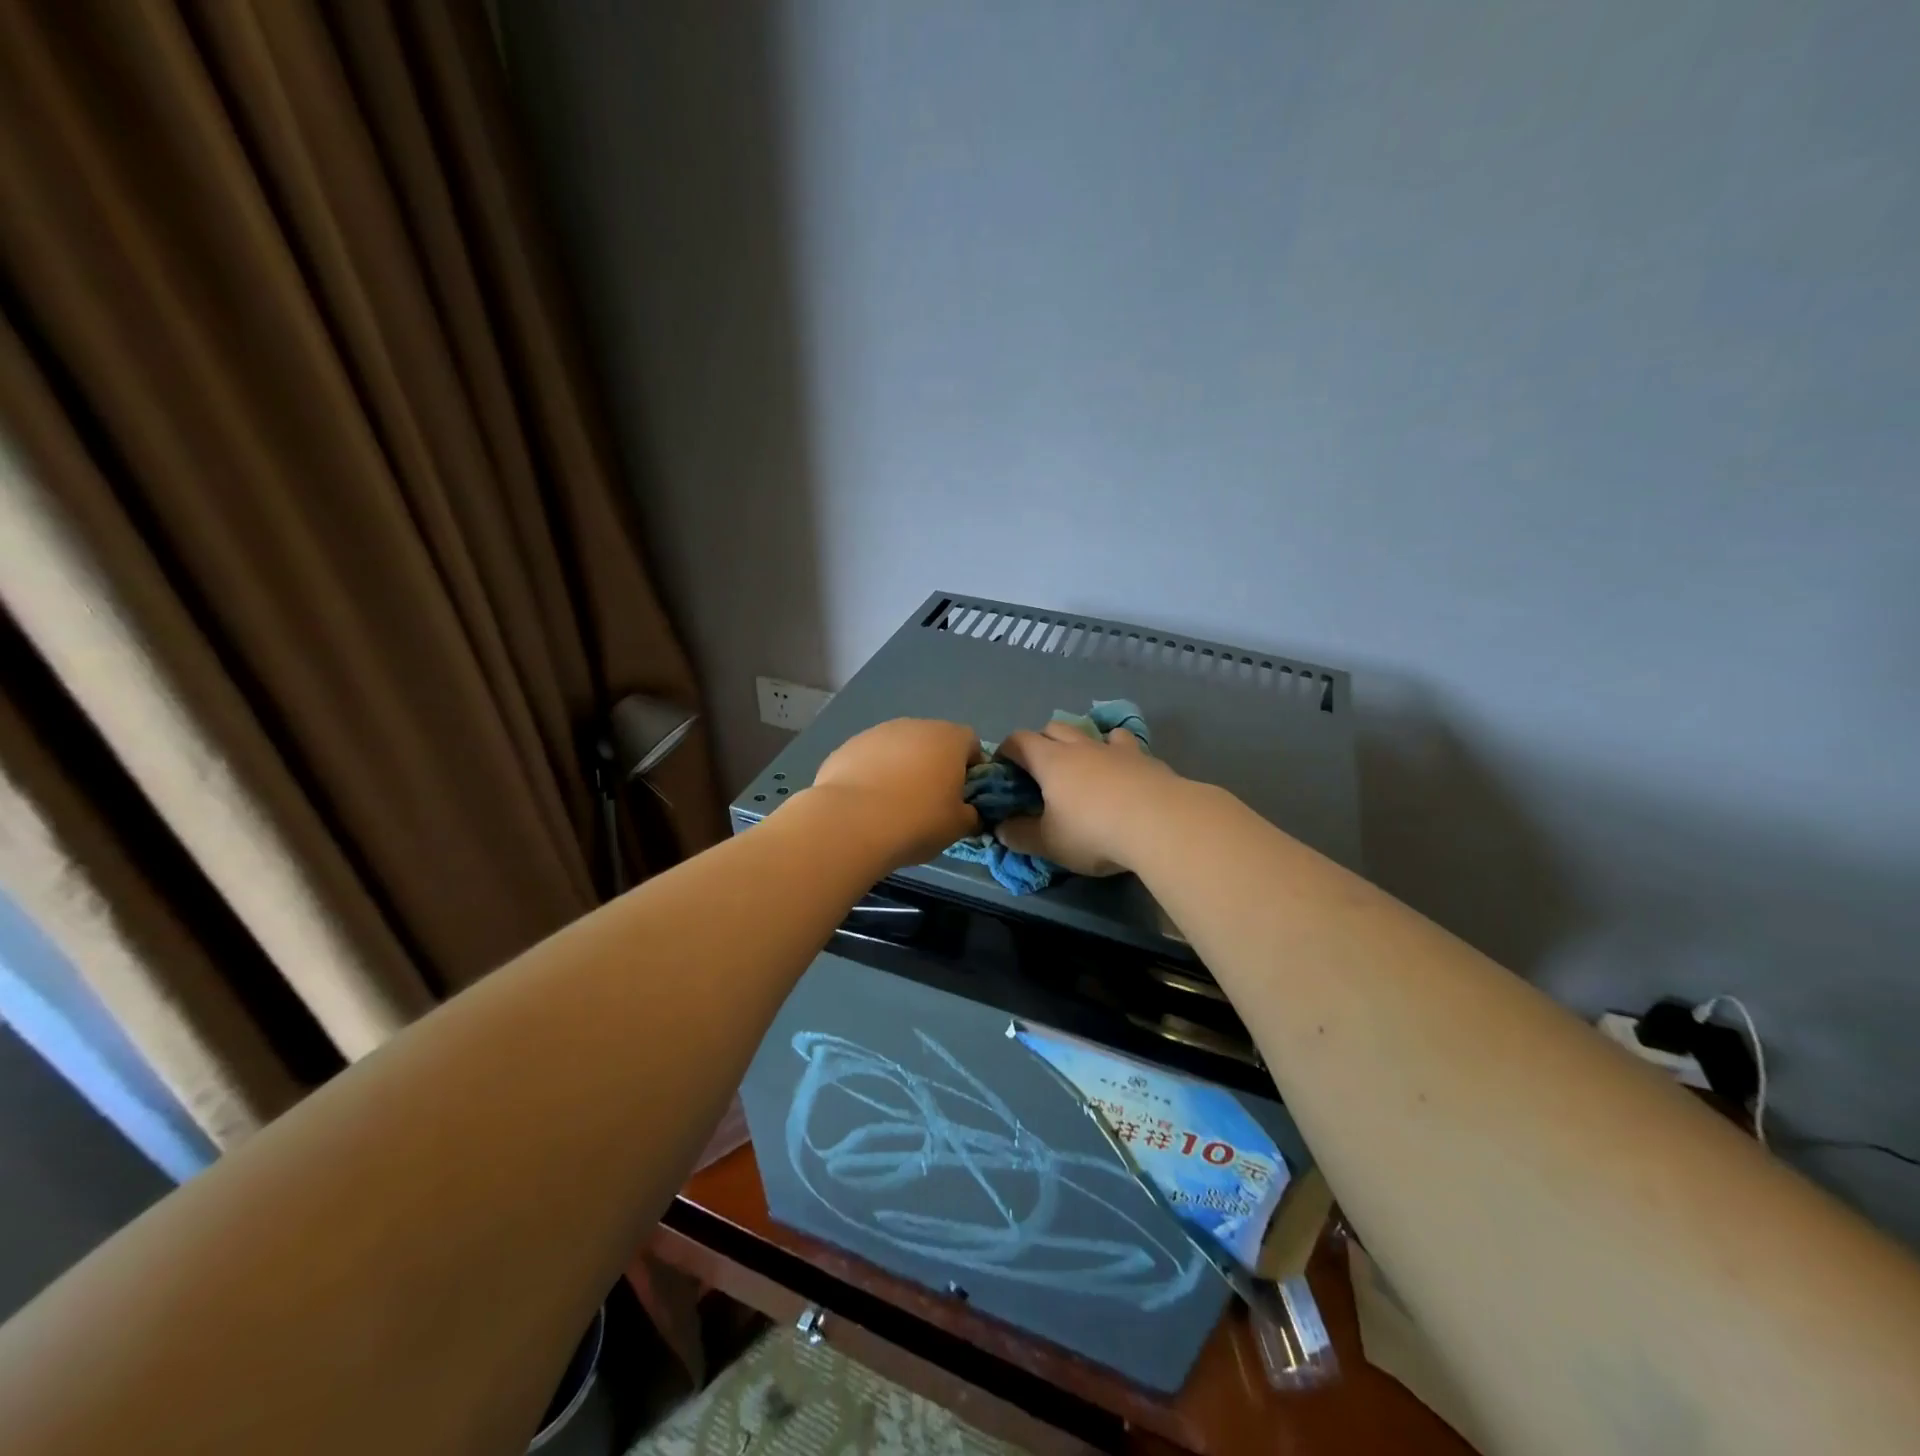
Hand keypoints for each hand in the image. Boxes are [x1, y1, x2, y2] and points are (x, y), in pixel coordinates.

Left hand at [810, 718, 984, 868]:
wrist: (850, 823)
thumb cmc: (917, 821)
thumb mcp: (957, 827)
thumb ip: (971, 815)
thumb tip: (969, 813)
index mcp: (949, 739)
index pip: (972, 744)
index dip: (972, 770)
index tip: (963, 797)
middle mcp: (915, 726)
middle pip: (934, 743)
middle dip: (935, 767)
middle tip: (929, 803)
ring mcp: (878, 732)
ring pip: (900, 748)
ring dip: (902, 768)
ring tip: (893, 805)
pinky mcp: (848, 746)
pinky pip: (871, 758)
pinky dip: (873, 774)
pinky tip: (866, 803)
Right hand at [995, 723, 1179, 875]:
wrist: (1161, 823)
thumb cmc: (1093, 831)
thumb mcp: (1049, 843)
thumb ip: (1020, 835)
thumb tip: (1001, 829)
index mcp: (1051, 761)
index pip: (1019, 741)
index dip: (1007, 750)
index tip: (1003, 767)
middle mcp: (1080, 747)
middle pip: (1054, 728)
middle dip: (1042, 742)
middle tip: (1040, 769)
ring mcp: (1116, 749)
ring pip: (1091, 731)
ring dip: (1081, 742)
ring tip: (1083, 765)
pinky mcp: (1146, 759)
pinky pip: (1125, 745)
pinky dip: (1117, 752)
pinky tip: (1122, 769)